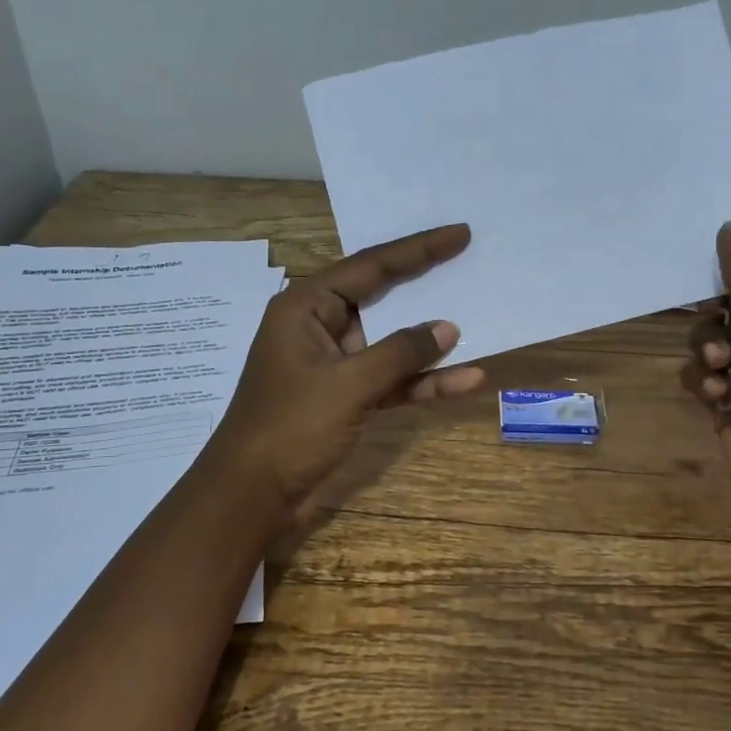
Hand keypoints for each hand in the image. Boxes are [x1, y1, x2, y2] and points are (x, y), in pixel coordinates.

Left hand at [207, 225, 484, 525]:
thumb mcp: (348, 384)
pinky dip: (422, 381)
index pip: (370, 266)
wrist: (252, 496)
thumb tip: (448, 327)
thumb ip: (400, 352)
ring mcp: (335, 363)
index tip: (459, 234)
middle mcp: (320, 326)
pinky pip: (391, 379)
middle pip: (382, 296)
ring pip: (391, 341)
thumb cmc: (290, 427)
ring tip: (478, 321)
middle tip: (468, 259)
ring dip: (430, 341)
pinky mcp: (347, 397)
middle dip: (425, 283)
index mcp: (306, 306)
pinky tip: (464, 381)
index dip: (418, 249)